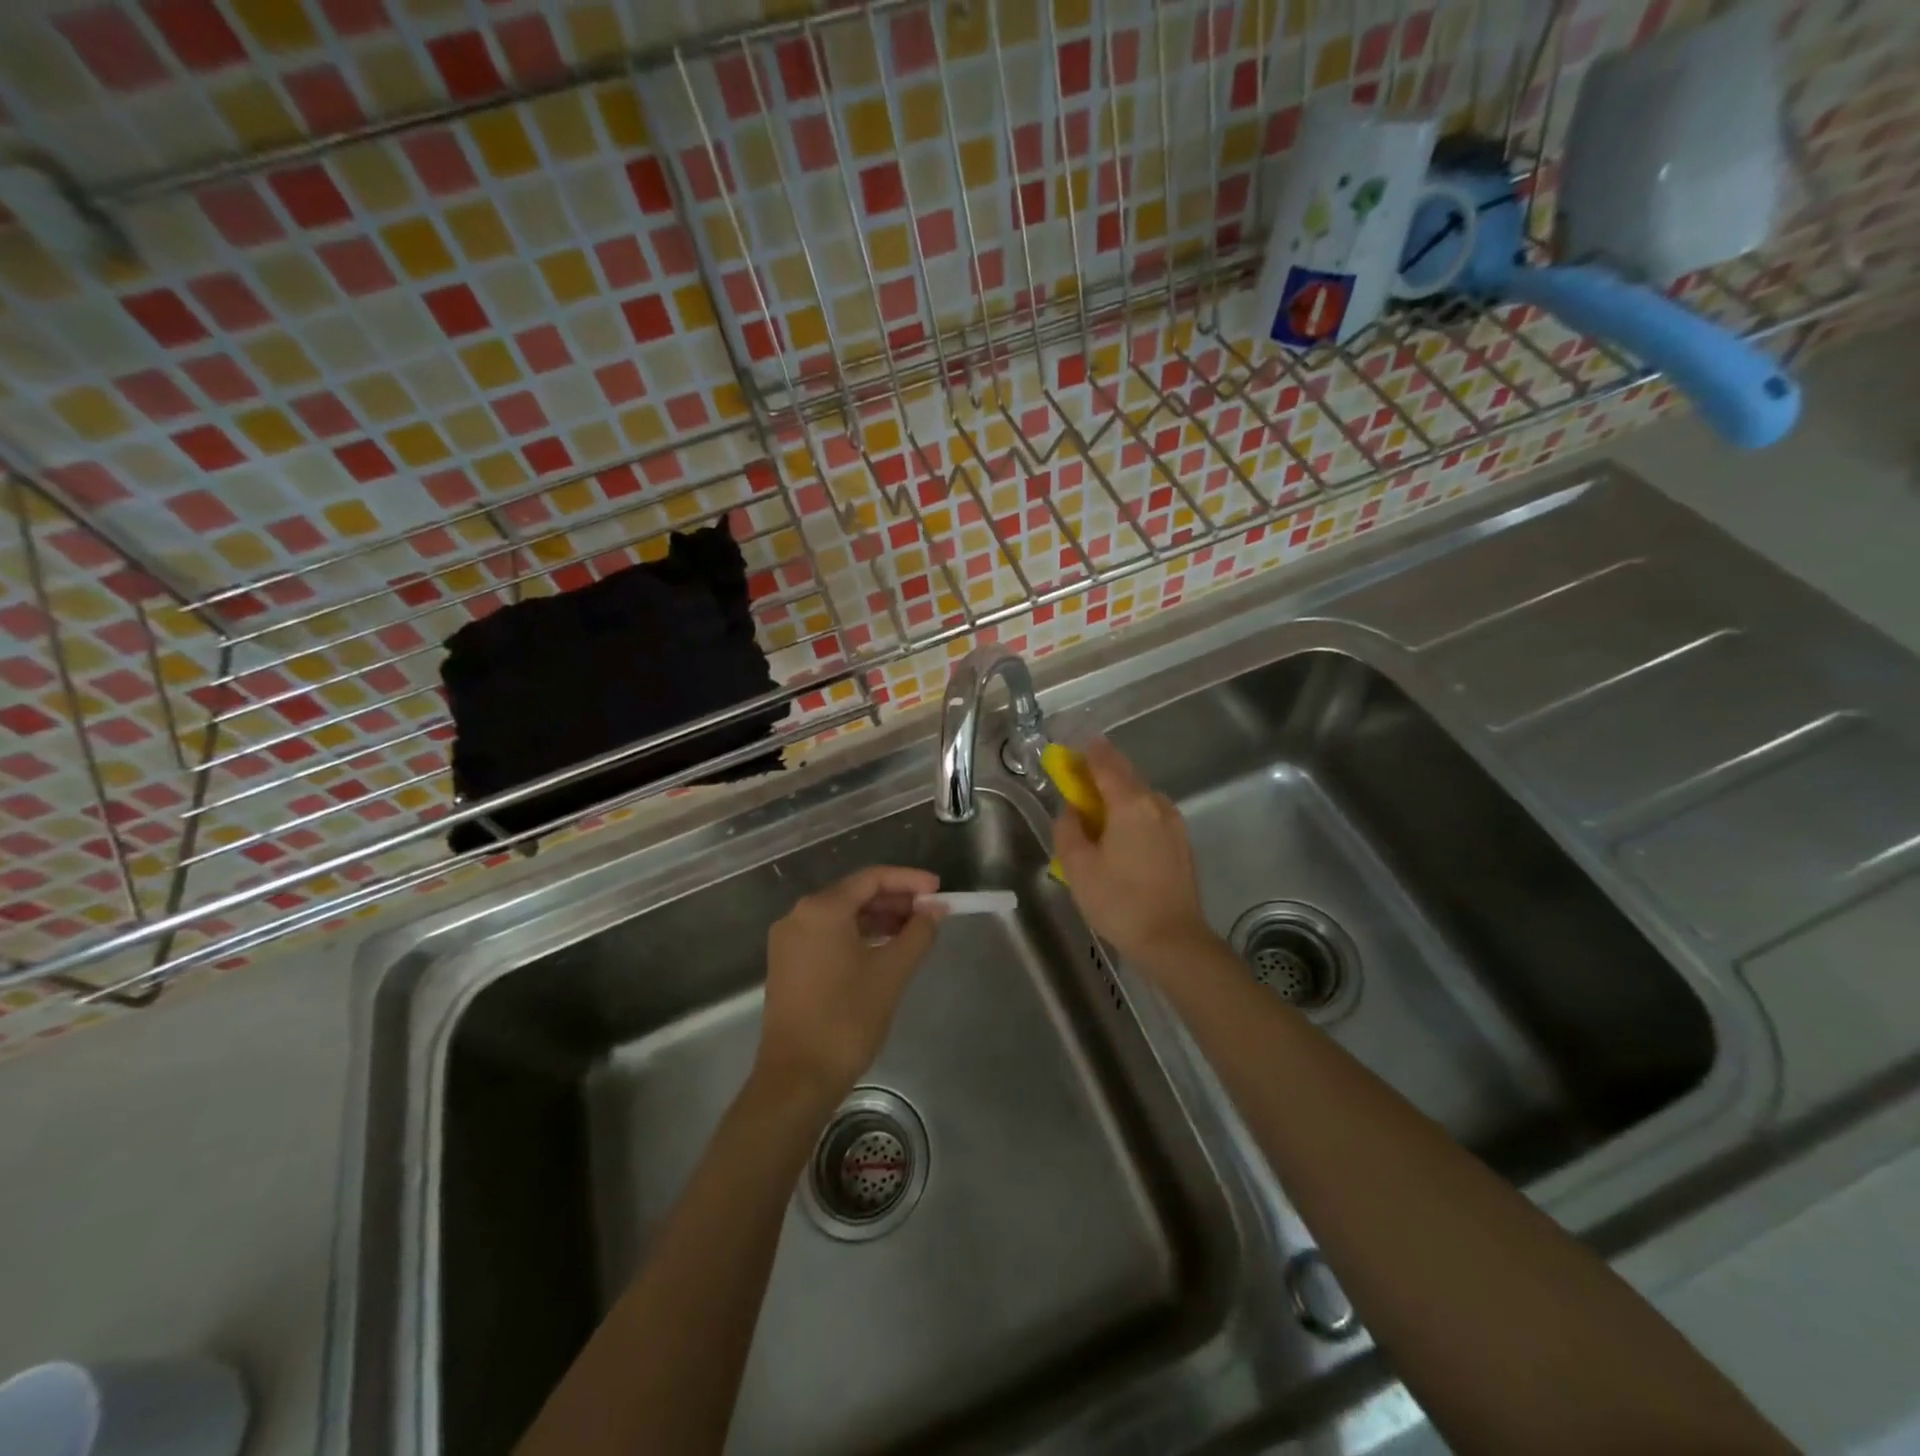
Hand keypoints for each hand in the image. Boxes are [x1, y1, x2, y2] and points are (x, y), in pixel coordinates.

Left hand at [757, 865, 942, 1103]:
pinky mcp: (787, 964)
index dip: (909, 880)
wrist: (797, 1078)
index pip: (871, 878)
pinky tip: (884, 949)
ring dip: (879, 919)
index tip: (938, 889)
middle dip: (895, 900)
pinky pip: (828, 935)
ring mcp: (789, 941)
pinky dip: (858, 936)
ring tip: (914, 931)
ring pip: (842, 916)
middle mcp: (799, 915)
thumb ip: (918, 933)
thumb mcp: (891, 972)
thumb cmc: (847, 1018)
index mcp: (821, 909)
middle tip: (931, 912)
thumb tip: (935, 909)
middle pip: (855, 894)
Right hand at [1053, 739, 1215, 970]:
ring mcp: (1174, 824)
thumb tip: (1072, 810)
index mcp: (1131, 804)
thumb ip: (1068, 829)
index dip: (1087, 753)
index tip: (1071, 751)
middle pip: (1126, 776)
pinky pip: (1151, 816)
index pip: (1106, 763)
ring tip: (1097, 814)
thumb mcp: (1077, 867)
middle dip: (1101, 773)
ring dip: (1118, 796)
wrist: (1173, 940)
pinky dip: (1133, 814)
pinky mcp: (1182, 843)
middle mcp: (1157, 804)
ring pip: (1141, 797)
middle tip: (1079, 780)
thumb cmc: (1119, 902)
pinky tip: (1120, 837)